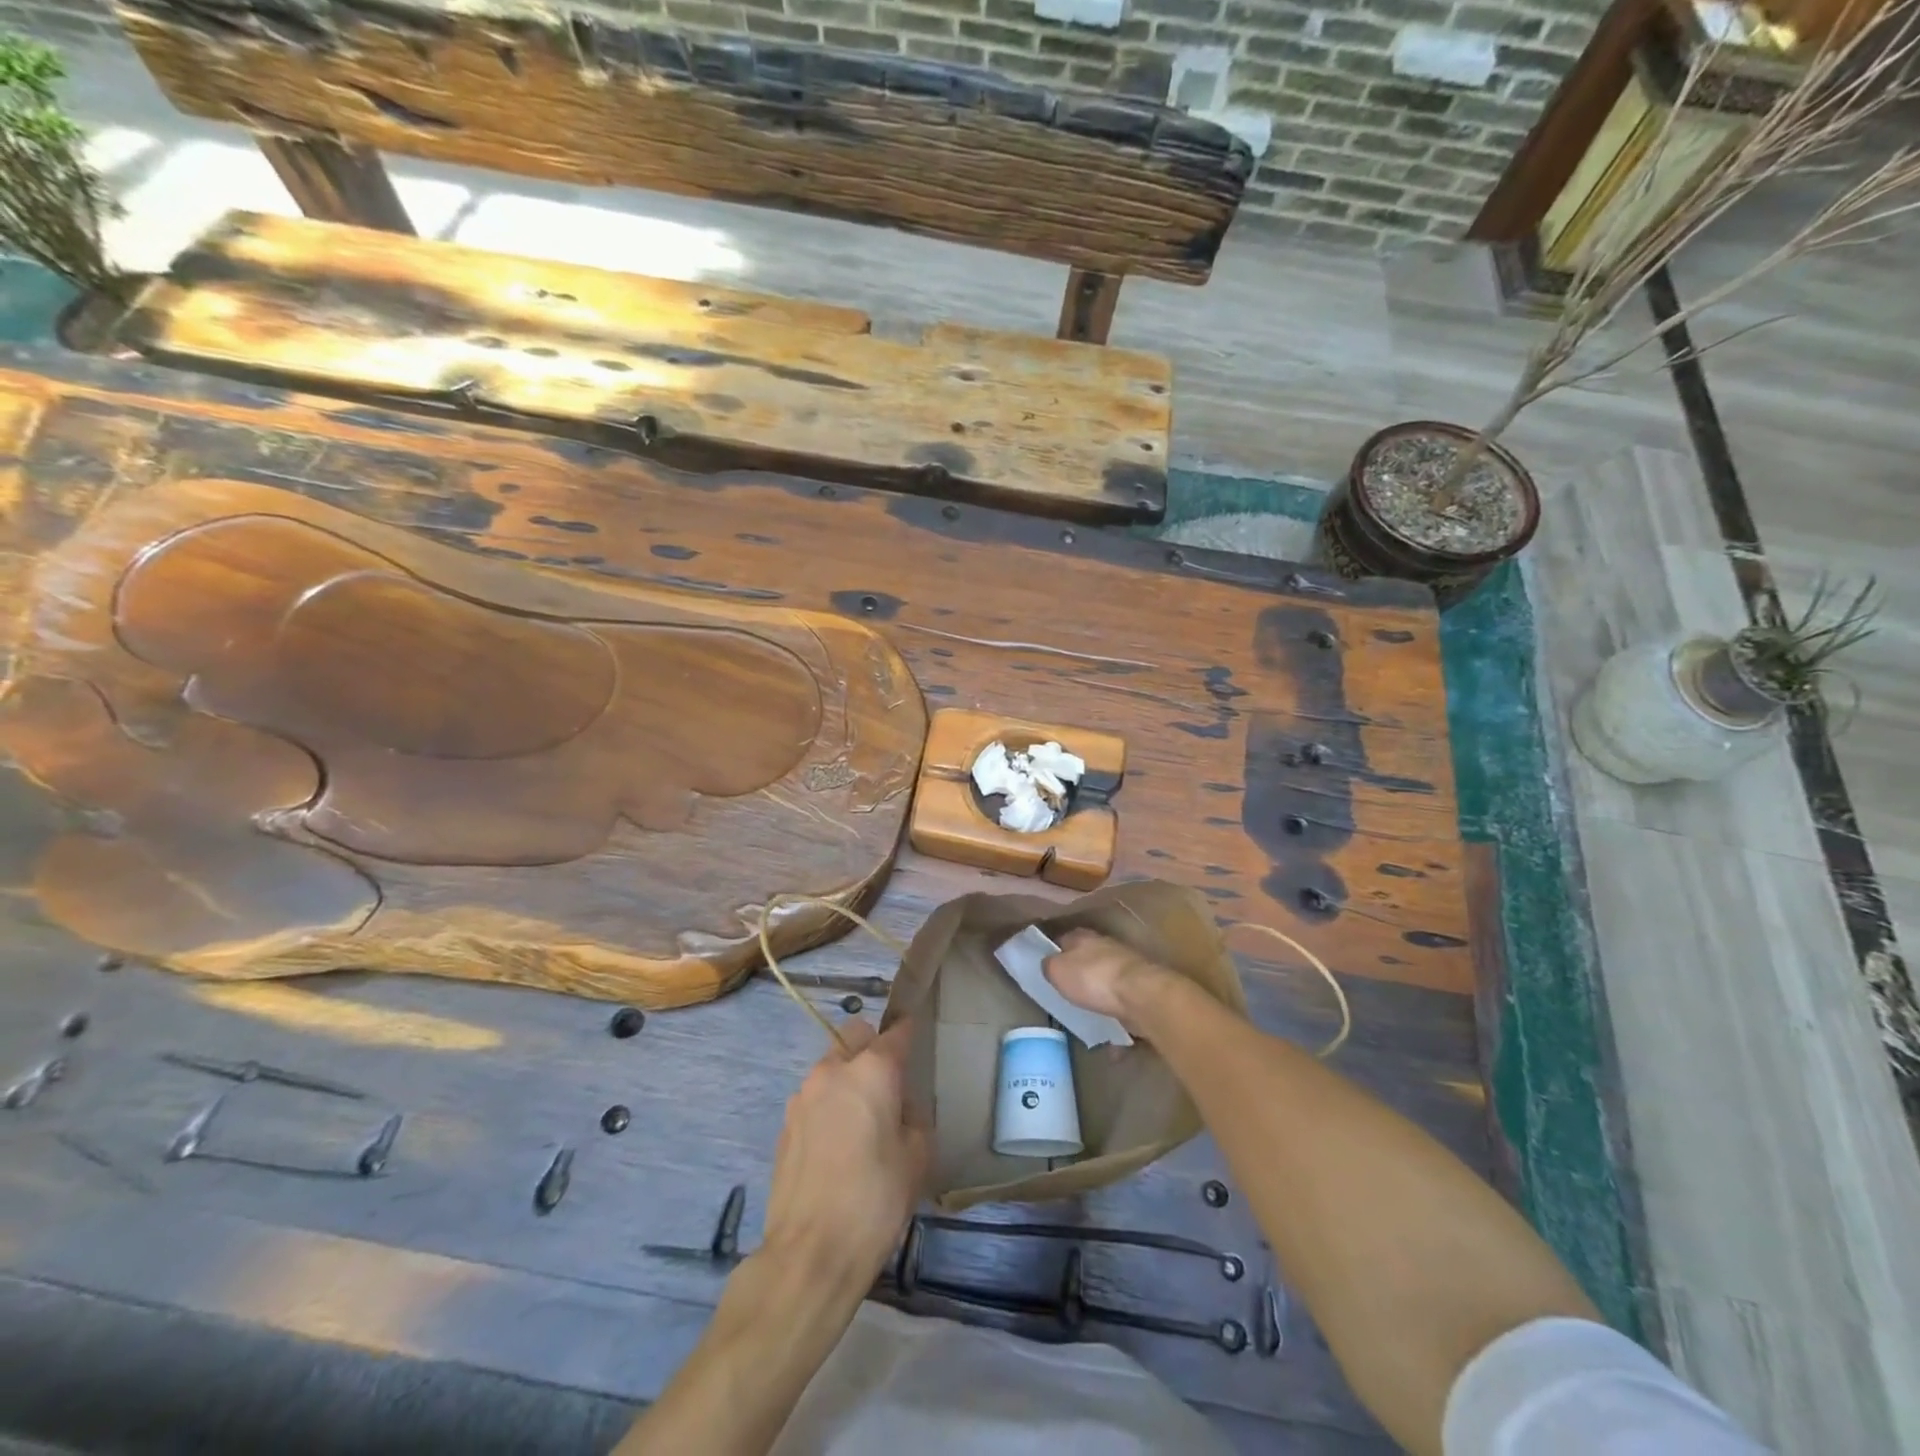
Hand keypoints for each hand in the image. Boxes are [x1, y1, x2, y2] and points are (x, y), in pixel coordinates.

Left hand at [762, 1018, 928, 1294]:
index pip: (896, 1033)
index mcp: (872, 1070)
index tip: (917, 1040)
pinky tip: (837, 1148)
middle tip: (887, 1084)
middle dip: (871, 1047)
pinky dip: (828, 1108)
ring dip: (846, 1079)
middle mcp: (832, 1070)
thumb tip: (901, 1109)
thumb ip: (913, 1118)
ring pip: (830, 1067)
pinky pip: (813, 1099)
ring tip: (861, 1122)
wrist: (811, 1253)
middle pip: (854, 1036)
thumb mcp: (917, 1157)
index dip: (909, 1032)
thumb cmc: (876, 1199)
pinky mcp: (784, 1125)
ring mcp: (802, 1096)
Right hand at [1044, 929, 1176, 1032]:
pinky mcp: (1141, 990)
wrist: (1141, 997)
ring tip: (1087, 1015)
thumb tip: (1049, 965)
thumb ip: (1049, 966)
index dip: (1054, 953)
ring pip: (1106, 980)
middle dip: (1078, 974)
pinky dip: (1116, 1015)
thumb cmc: (1093, 978)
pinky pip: (1122, 1003)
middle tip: (1066, 994)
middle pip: (1086, 959)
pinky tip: (1110, 1034)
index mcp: (1083, 937)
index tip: (1047, 969)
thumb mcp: (1057, 971)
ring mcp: (1127, 968)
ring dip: (1099, 994)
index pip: (1063, 940)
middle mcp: (1106, 946)